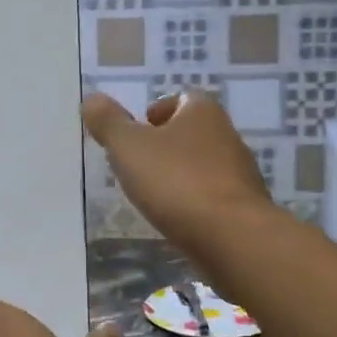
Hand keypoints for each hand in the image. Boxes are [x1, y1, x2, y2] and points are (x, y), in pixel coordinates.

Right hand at [81, 90, 276, 261]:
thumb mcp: (129, 148)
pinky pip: (214, 197)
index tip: (139, 129)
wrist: (233, 237)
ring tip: (154, 193)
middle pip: (194, 132)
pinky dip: (196, 202)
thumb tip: (91, 99)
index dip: (158, 110)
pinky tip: (178, 219)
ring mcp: (241, 173)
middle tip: (140, 162)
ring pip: (205, 165)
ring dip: (182, 174)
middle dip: (169, 144)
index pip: (181, 99)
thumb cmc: (177, 181)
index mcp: (202, 112)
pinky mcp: (245, 208)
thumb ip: (109, 123)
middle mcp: (227, 136)